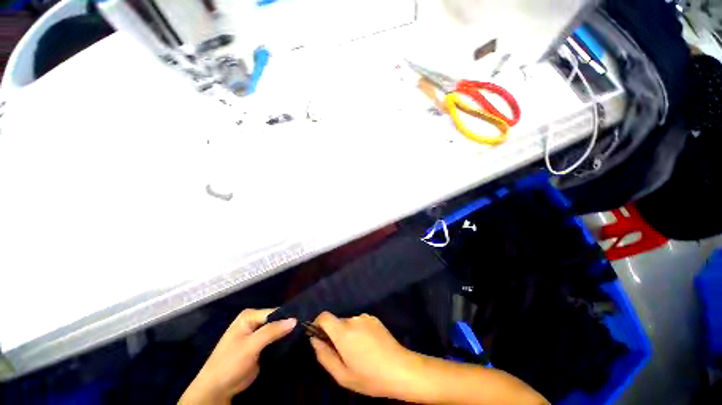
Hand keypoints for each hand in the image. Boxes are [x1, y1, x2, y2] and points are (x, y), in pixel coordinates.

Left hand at [180, 309, 295, 403]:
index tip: (304, 321)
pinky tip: (295, 341)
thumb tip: (295, 320)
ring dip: (287, 334)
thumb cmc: (230, 363)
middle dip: (288, 325)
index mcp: (249, 316)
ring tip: (304, 334)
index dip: (288, 317)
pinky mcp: (260, 346)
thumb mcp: (251, 346)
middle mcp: (254, 322)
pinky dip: (283, 341)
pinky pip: (275, 340)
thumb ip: (272, 331)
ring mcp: (257, 334)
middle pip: (277, 320)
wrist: (217, 389)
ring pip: (277, 330)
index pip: (274, 312)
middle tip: (305, 327)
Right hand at [309, 312, 420, 399]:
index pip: (324, 316)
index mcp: (343, 331)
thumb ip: (324, 356)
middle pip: (337, 322)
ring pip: (349, 324)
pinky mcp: (375, 319)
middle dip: (335, 335)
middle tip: (344, 355)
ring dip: (348, 335)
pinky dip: (359, 332)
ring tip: (359, 354)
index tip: (319, 338)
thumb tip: (314, 340)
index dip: (318, 324)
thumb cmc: (370, 377)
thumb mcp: (342, 375)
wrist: (400, 369)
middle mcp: (353, 319)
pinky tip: (369, 347)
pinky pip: (360, 323)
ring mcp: (366, 317)